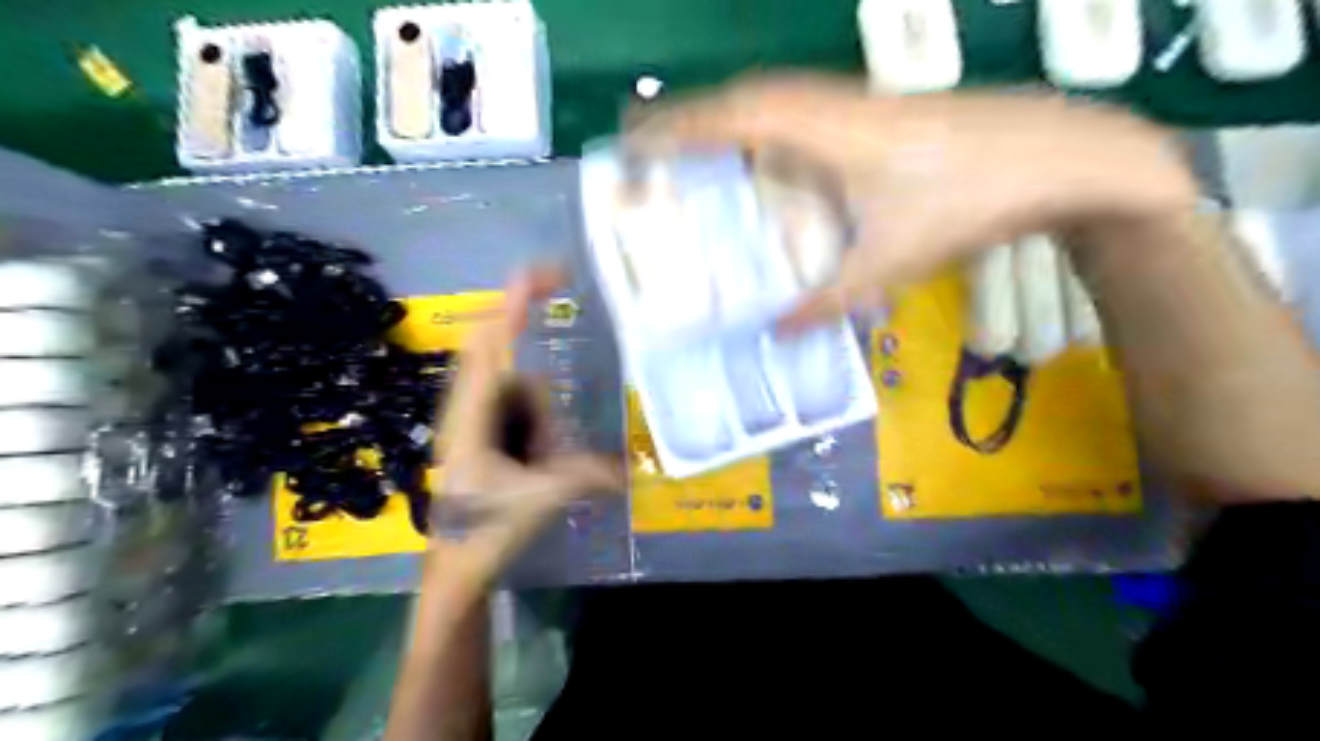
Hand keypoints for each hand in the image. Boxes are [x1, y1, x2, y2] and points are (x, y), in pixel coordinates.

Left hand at [429, 268, 625, 583]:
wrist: (454, 568)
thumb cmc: (485, 529)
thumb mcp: (541, 498)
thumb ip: (587, 476)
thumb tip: (631, 469)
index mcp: (472, 412)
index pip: (491, 339)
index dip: (516, 300)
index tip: (548, 272)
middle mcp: (467, 404)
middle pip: (493, 344)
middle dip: (525, 330)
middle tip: (562, 333)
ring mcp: (471, 415)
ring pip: (510, 379)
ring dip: (539, 401)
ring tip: (548, 451)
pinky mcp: (480, 429)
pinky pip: (513, 400)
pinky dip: (537, 409)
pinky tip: (546, 448)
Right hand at [624, 76, 1197, 326]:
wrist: (1062, 155)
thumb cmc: (970, 205)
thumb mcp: (891, 264)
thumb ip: (826, 302)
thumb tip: (774, 334)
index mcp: (826, 133)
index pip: (733, 118)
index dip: (678, 127)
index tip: (634, 141)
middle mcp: (833, 104)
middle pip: (745, 96)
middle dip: (691, 115)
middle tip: (651, 144)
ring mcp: (859, 100)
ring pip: (774, 95)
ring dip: (729, 114)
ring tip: (694, 146)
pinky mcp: (880, 108)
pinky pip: (802, 106)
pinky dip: (766, 122)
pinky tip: (767, 154)